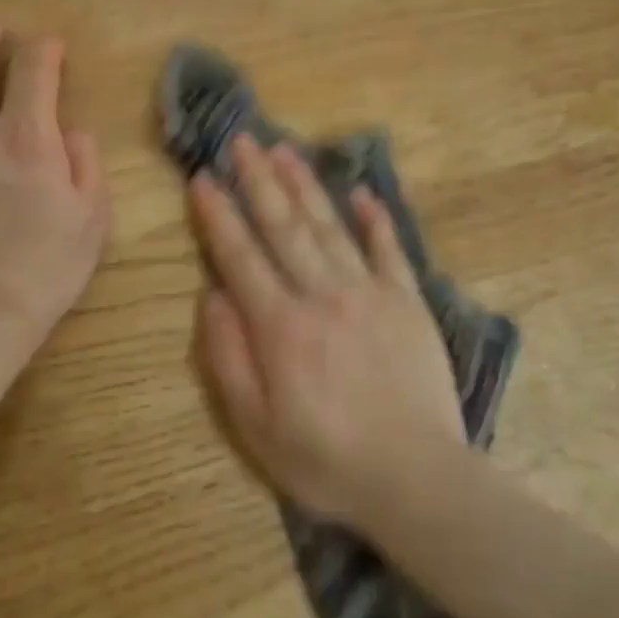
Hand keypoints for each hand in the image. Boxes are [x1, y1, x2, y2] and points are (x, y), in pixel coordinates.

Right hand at [189, 134, 465, 525]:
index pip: (240, 256)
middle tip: (241, 139)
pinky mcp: (408, 303)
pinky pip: (389, 250)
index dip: (218, 215)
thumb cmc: (325, 460)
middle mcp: (322, 295)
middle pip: (284, 226)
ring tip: (284, 150)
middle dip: (258, 180)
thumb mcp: (254, 426)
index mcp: (280, 325)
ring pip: (330, 226)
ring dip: (305, 185)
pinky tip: (362, 192)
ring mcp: (370, 293)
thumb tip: (212, 296)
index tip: (202, 178)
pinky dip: (376, 219)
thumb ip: (227, 357)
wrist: (416, 478)